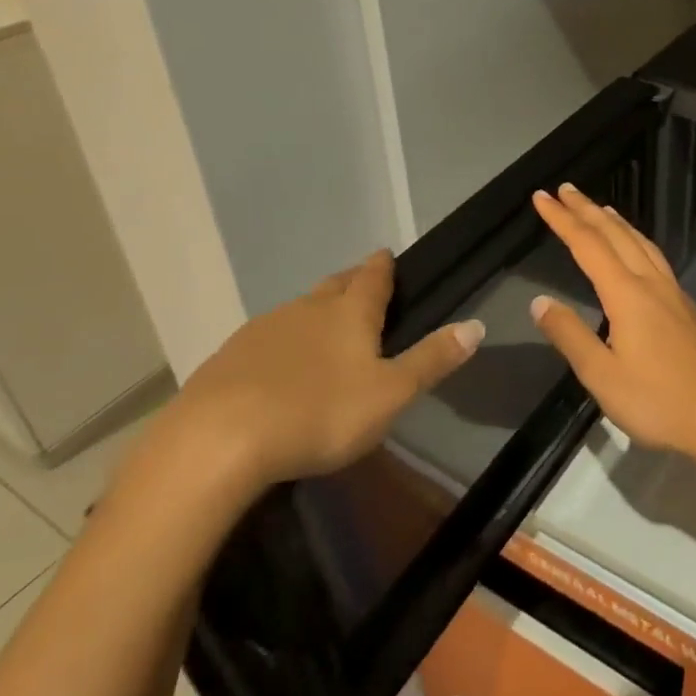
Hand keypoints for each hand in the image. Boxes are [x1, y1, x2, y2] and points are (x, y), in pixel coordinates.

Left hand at [169, 250, 483, 492]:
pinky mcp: (228, 357)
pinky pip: (265, 339)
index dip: (382, 266)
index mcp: (349, 314)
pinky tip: (278, 367)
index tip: (386, 254)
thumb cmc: (319, 413)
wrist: (218, 441)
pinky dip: (281, 343)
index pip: (372, 278)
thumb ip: (432, 359)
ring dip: (314, 313)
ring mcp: (263, 330)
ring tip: (323, 328)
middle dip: (350, 282)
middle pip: (333, 286)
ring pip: (297, 310)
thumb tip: (476, 325)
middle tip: (361, 285)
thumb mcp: (390, 394)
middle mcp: (306, 309)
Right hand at [530, 185, 695, 457]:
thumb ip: (570, 336)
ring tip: (601, 208)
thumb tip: (540, 301)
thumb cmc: (658, 402)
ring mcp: (675, 293)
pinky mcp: (689, 308)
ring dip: (616, 222)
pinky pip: (656, 258)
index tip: (542, 197)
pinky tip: (637, 252)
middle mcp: (652, 284)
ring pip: (642, 243)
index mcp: (628, 295)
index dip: (562, 219)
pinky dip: (637, 241)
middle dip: (587, 210)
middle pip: (616, 235)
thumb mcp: (603, 377)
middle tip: (566, 190)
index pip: (588, 246)